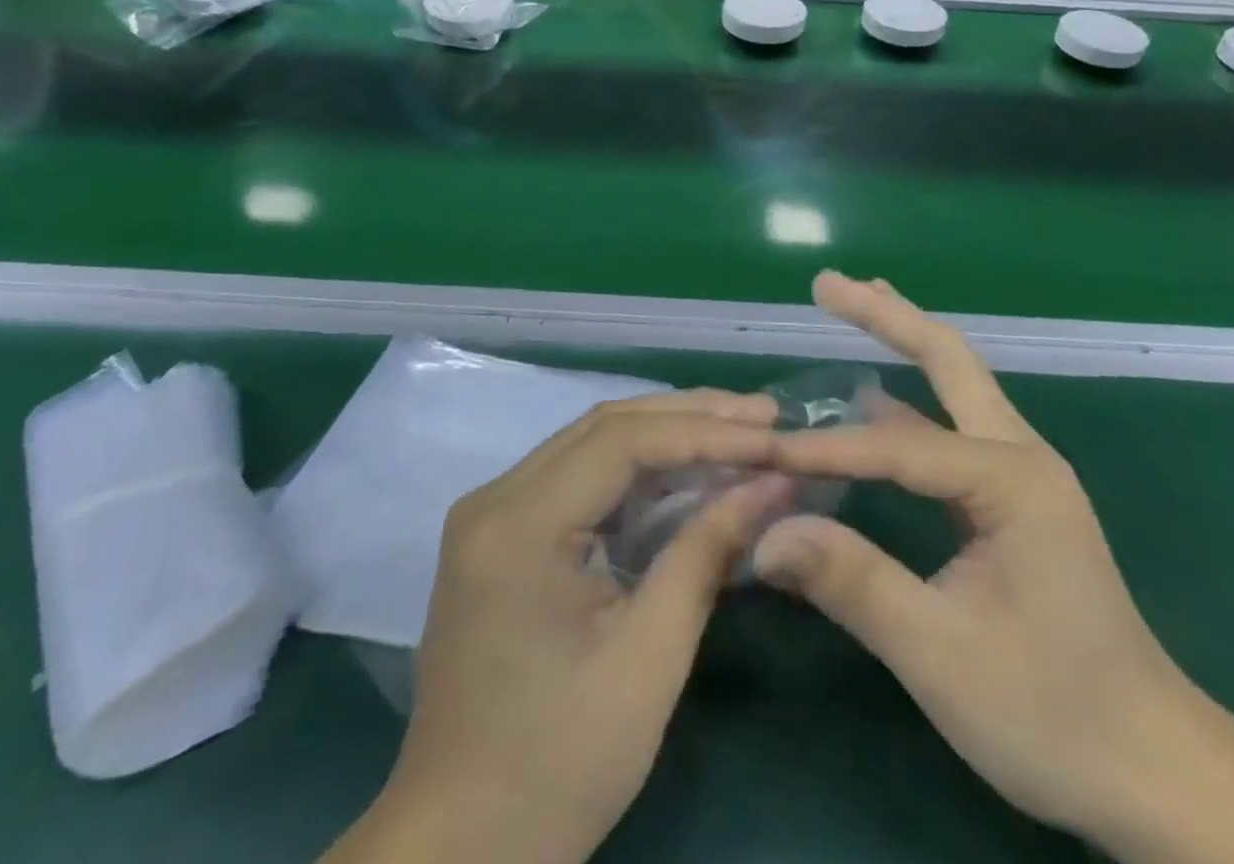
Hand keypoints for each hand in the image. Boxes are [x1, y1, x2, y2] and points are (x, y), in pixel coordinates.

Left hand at [348, 391, 788, 863]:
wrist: (461, 848)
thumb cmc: (559, 764)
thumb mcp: (649, 660)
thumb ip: (707, 554)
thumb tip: (772, 484)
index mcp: (517, 524)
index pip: (621, 441)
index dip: (703, 431)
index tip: (770, 433)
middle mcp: (495, 498)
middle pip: (604, 426)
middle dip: (689, 416)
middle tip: (764, 413)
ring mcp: (493, 513)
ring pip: (592, 442)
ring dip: (665, 433)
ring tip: (738, 429)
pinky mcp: (503, 533)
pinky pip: (579, 476)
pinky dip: (637, 468)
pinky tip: (685, 469)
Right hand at [760, 277, 1233, 863]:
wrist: (1156, 772)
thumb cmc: (1053, 714)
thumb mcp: (941, 654)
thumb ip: (852, 582)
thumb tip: (765, 533)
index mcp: (1010, 479)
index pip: (895, 446)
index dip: (824, 450)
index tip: (761, 455)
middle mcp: (1019, 455)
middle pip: (946, 359)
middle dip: (886, 316)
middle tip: (826, 283)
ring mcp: (1021, 475)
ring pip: (953, 386)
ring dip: (902, 341)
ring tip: (852, 305)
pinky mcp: (1013, 501)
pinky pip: (949, 431)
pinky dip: (907, 401)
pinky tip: (875, 398)